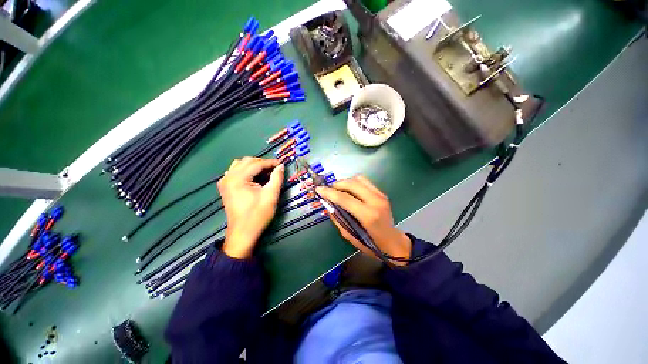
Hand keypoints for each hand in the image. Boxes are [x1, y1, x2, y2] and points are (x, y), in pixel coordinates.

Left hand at [218, 157, 283, 258]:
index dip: (270, 162)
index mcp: (238, 179)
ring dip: (254, 165)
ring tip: (265, 172)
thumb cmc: (258, 215)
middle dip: (262, 163)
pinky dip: (246, 170)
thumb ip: (277, 178)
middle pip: (247, 161)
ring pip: (240, 164)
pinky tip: (253, 177)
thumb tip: (281, 166)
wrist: (243, 232)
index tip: (281, 164)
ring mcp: (224, 181)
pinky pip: (235, 171)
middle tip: (275, 169)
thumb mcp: (271, 195)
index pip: (256, 164)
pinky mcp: (225, 186)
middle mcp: (228, 177)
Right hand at [316, 176, 411, 265]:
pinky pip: (365, 181)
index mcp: (368, 215)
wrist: (393, 242)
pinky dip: (354, 182)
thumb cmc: (371, 244)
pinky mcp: (382, 193)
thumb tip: (328, 205)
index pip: (345, 198)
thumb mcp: (350, 235)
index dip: (329, 193)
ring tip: (337, 189)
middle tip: (328, 189)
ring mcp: (380, 195)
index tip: (319, 189)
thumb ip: (338, 219)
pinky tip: (349, 189)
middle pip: (352, 184)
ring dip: (345, 182)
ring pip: (359, 179)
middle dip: (337, 184)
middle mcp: (375, 201)